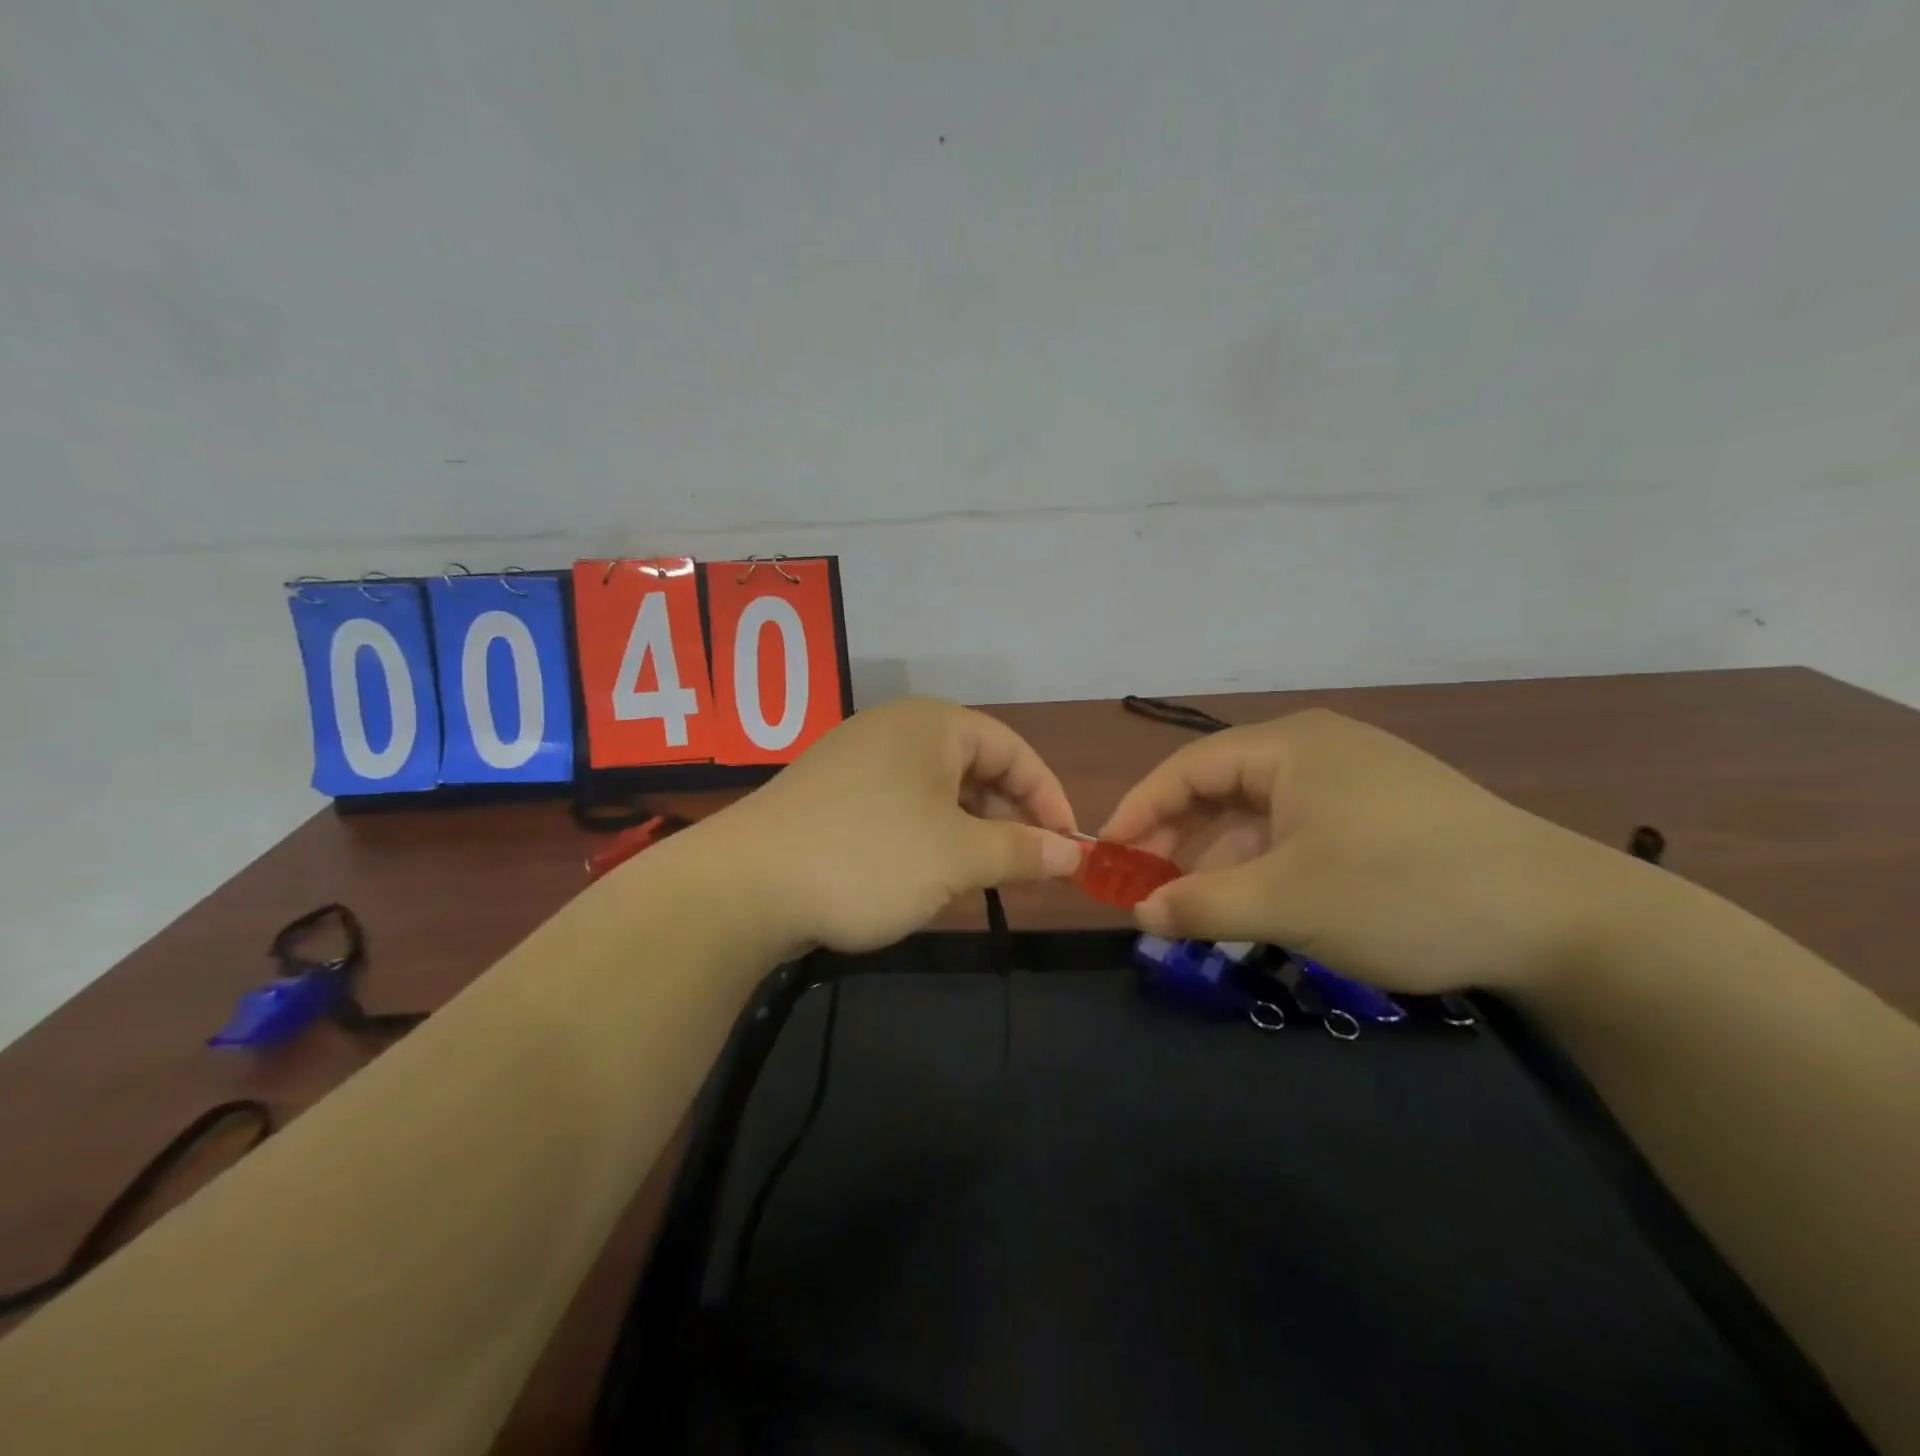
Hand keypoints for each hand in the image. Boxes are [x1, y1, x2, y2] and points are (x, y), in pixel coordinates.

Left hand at [715, 697, 1082, 955]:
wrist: (744, 887)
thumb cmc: (869, 857)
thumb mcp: (957, 856)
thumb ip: (1021, 850)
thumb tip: (1072, 853)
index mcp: (931, 725)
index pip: (1013, 749)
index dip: (1048, 796)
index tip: (1067, 847)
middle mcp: (894, 731)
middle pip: (975, 766)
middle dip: (1008, 816)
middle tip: (1028, 866)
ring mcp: (856, 761)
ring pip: (936, 791)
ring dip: (969, 831)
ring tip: (981, 876)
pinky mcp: (830, 797)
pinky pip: (899, 807)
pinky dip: (927, 836)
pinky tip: (925, 875)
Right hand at [1100, 710, 1617, 992]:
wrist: (1562, 917)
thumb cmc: (1403, 891)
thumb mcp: (1287, 903)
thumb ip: (1201, 906)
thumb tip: (1139, 914)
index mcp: (1287, 747)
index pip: (1185, 770)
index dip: (1138, 813)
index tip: (1106, 858)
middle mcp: (1314, 748)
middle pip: (1219, 789)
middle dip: (1177, 841)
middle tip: (1146, 892)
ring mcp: (1352, 778)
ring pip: (1259, 815)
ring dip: (1221, 860)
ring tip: (1196, 910)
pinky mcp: (1381, 811)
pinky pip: (1297, 830)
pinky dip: (1266, 865)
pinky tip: (1257, 904)